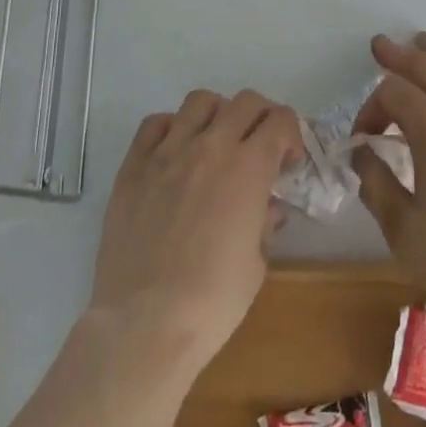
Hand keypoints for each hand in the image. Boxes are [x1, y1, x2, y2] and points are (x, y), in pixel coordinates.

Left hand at [91, 90, 301, 370]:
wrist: (145, 325)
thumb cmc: (212, 301)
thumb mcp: (257, 264)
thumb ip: (264, 223)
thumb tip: (265, 209)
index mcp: (248, 167)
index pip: (280, 120)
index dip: (291, 135)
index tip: (287, 162)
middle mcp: (210, 147)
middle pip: (245, 102)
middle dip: (261, 117)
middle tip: (259, 147)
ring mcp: (168, 152)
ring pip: (200, 101)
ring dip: (217, 114)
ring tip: (216, 142)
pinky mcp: (133, 167)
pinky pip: (155, 124)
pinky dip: (171, 128)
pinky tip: (175, 153)